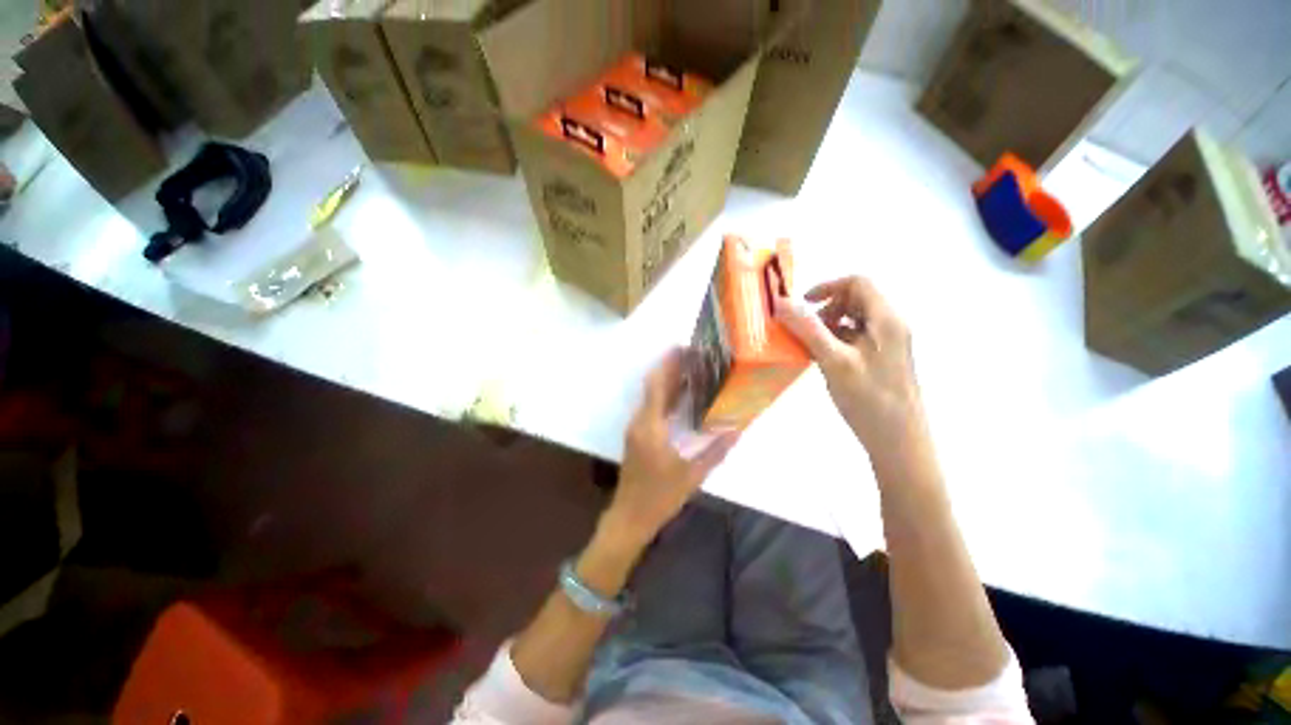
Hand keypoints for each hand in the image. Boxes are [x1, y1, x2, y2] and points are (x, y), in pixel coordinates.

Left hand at [604, 349, 739, 546]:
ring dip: (669, 382)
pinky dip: (666, 397)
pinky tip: (682, 397)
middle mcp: (640, 421)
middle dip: (672, 369)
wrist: (630, 516)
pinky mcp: (638, 435)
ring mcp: (637, 428)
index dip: (669, 365)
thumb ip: (715, 451)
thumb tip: (736, 429)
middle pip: (654, 387)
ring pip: (652, 397)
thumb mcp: (692, 475)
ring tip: (692, 371)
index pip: (658, 385)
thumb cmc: (659, 496)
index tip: (684, 349)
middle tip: (694, 357)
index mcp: (650, 426)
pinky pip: (652, 408)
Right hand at [774, 277, 926, 454]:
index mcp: (886, 318)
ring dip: (828, 325)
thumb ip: (808, 329)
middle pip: (855, 299)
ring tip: (810, 347)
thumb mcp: (834, 361)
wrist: (899, 441)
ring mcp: (888, 343)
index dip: (827, 287)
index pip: (857, 282)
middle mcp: (891, 325)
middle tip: (805, 330)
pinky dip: (835, 340)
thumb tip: (782, 303)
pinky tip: (822, 359)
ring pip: (853, 319)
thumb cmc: (868, 398)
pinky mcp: (882, 359)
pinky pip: (855, 338)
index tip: (802, 305)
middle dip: (825, 308)